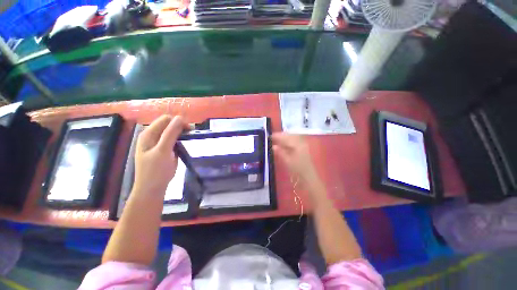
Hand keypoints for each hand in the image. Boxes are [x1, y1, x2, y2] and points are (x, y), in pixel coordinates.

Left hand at [133, 115, 188, 194]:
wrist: (152, 188)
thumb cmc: (156, 170)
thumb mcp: (163, 151)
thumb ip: (171, 133)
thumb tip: (180, 118)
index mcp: (148, 134)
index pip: (165, 119)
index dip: (178, 122)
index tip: (190, 130)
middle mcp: (151, 136)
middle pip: (168, 124)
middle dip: (180, 127)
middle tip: (191, 136)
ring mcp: (157, 143)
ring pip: (171, 132)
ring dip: (181, 133)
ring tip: (188, 140)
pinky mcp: (163, 149)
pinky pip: (172, 140)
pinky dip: (179, 140)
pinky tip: (183, 145)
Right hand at [272, 133, 321, 189]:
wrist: (308, 175)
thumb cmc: (297, 169)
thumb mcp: (287, 161)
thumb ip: (280, 152)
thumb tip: (273, 146)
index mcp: (297, 145)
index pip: (286, 137)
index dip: (277, 136)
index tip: (270, 137)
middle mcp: (301, 142)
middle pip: (289, 135)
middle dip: (281, 135)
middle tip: (272, 137)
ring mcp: (303, 143)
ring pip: (292, 136)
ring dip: (284, 136)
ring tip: (277, 139)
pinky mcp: (303, 146)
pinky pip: (295, 139)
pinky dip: (288, 139)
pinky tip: (284, 142)